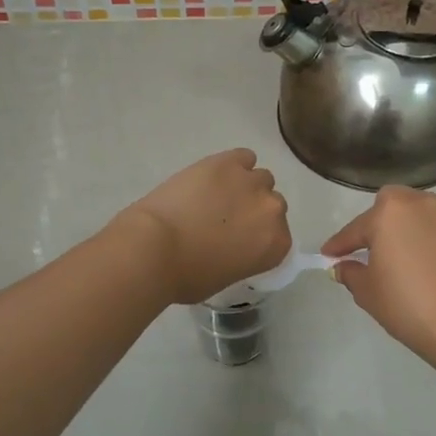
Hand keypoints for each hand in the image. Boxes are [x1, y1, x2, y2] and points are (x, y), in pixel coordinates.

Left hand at [117, 149, 291, 304]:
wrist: (155, 247)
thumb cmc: (187, 275)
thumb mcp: (226, 278)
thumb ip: (244, 257)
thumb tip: (235, 246)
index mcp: (276, 244)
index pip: (280, 236)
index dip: (259, 236)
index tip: (241, 240)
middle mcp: (272, 210)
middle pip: (272, 204)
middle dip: (254, 210)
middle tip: (227, 219)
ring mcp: (251, 182)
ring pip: (260, 178)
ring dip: (244, 186)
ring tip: (217, 195)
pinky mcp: (228, 161)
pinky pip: (243, 157)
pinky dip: (232, 165)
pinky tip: (214, 176)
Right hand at [322, 187, 435, 378]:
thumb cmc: (407, 305)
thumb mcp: (368, 293)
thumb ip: (351, 273)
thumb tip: (344, 266)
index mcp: (390, 213)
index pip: (357, 229)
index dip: (340, 244)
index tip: (329, 255)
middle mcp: (423, 204)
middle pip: (395, 206)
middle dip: (382, 223)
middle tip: (376, 250)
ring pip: (427, 214)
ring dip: (415, 229)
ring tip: (413, 257)